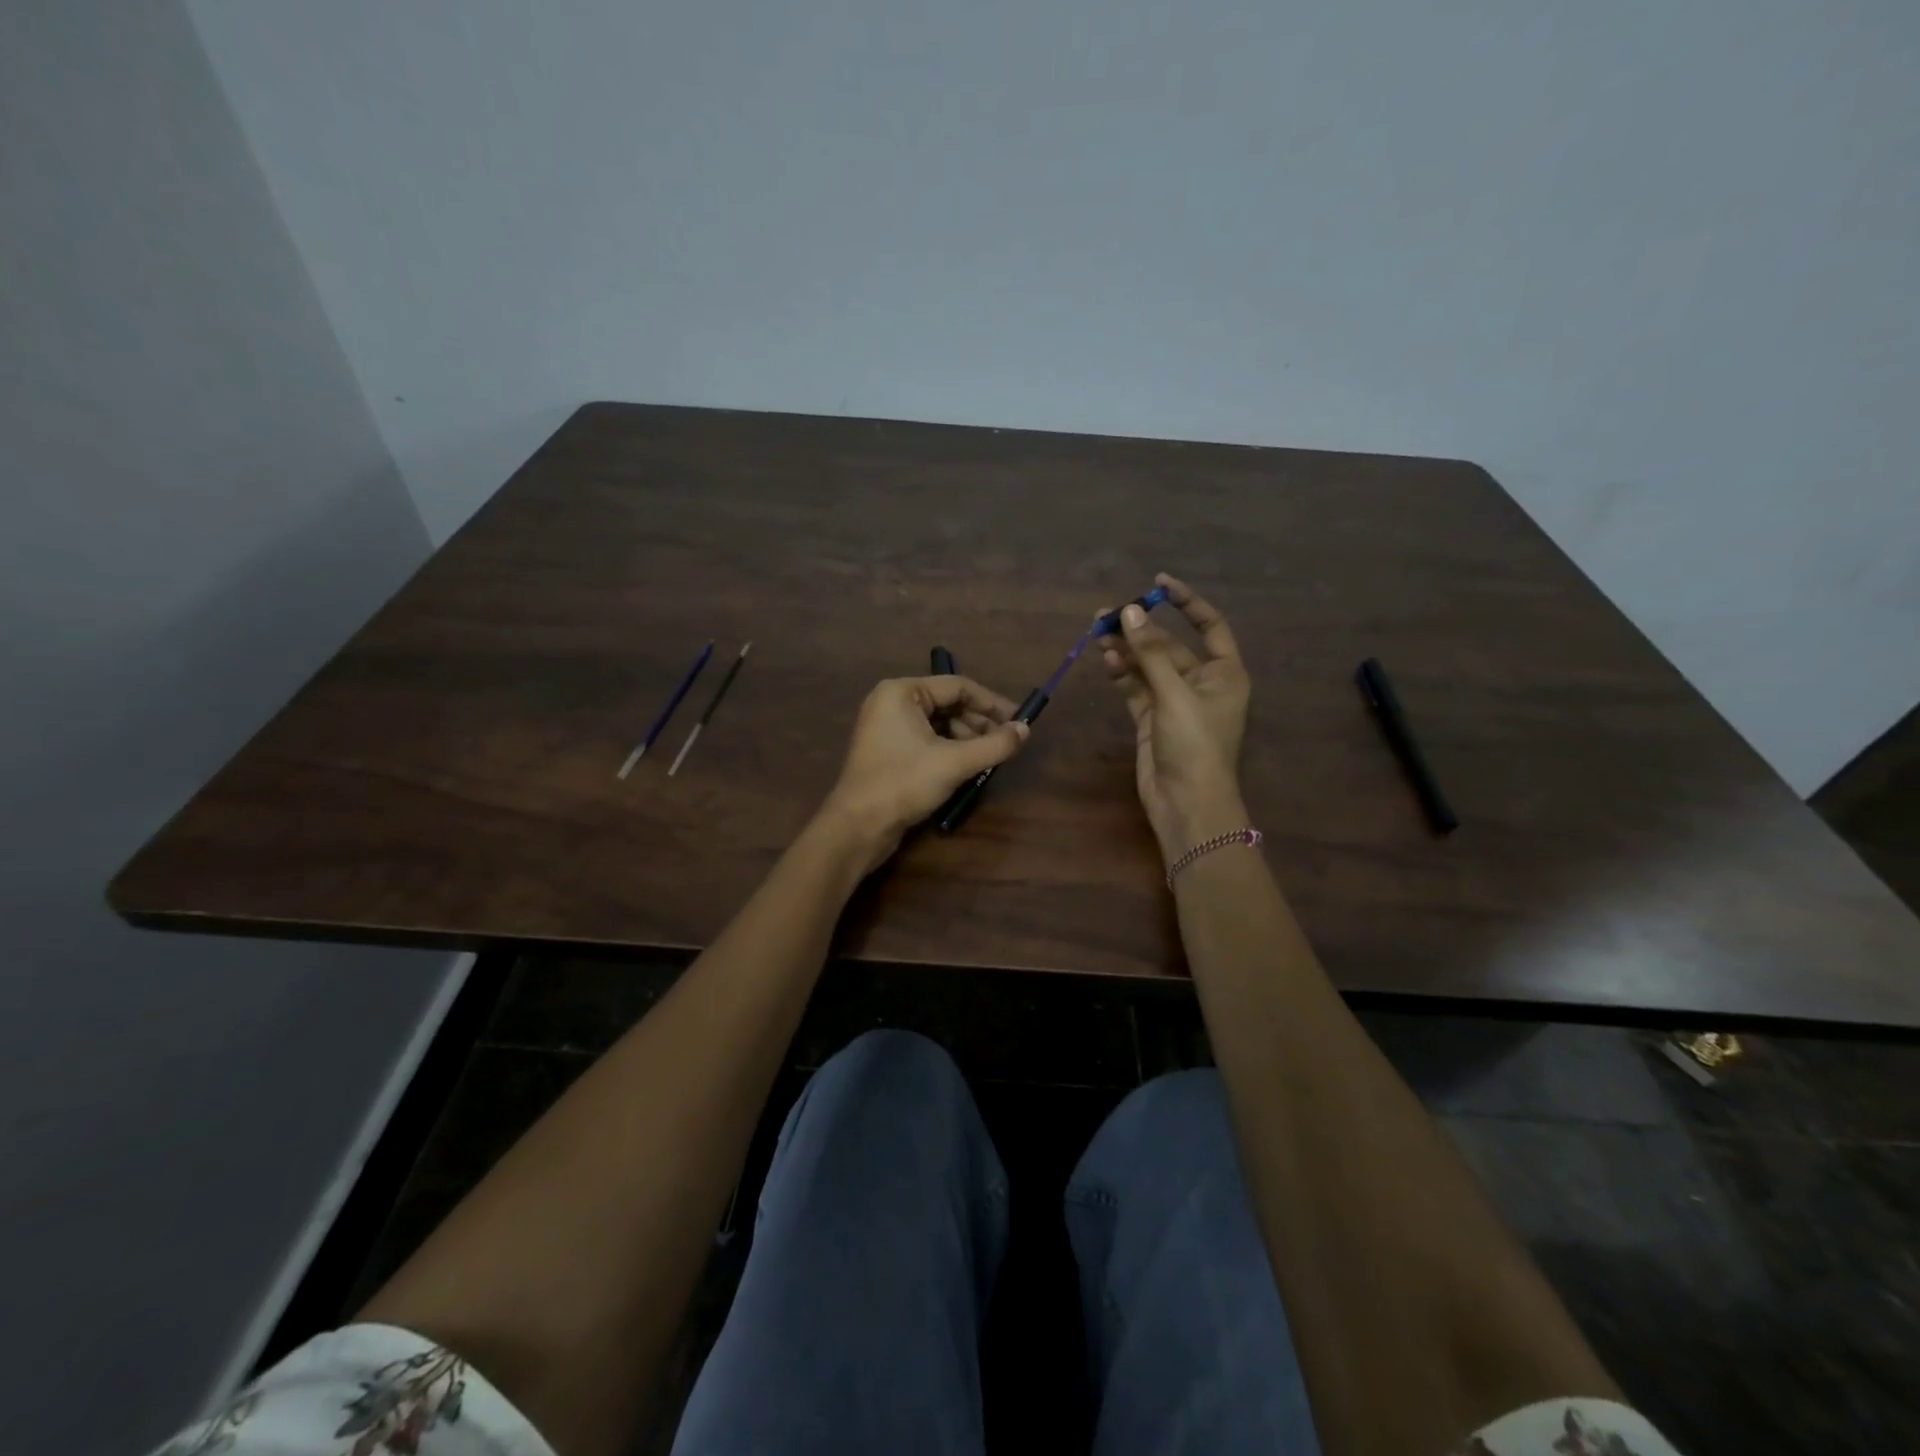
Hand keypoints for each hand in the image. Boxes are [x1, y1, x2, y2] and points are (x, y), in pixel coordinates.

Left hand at [820, 675, 1029, 870]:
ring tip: (990, 759)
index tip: (1019, 721)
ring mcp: (886, 727)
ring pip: (938, 724)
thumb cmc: (904, 783)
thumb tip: (1025, 730)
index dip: (992, 703)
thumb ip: (994, 744)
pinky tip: (968, 767)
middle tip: (1007, 744)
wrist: (858, 826)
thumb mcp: (955, 762)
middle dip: (979, 723)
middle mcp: (892, 702)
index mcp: (902, 692)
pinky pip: (926, 740)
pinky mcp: (887, 751)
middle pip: (948, 704)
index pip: (958, 686)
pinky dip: (949, 750)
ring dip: (967, 738)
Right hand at [1098, 573, 1251, 862]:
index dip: (1186, 602)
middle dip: (1141, 630)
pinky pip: (1135, 688)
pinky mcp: (1152, 720)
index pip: (1210, 625)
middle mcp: (1202, 684)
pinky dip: (1121, 674)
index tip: (1157, 584)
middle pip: (1169, 646)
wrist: (1186, 803)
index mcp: (1225, 673)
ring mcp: (1175, 702)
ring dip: (1126, 650)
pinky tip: (1105, 660)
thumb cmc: (1195, 745)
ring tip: (1096, 632)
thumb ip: (1150, 653)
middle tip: (1107, 613)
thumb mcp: (1175, 694)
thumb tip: (1129, 612)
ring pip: (1147, 667)